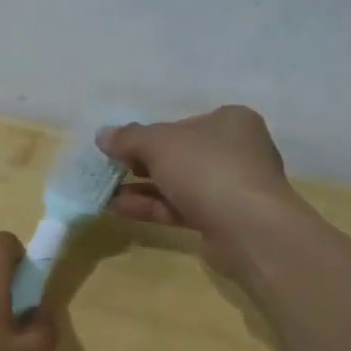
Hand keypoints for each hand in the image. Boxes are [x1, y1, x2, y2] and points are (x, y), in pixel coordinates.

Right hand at [97, 106, 298, 247]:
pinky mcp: (223, 220)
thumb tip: (102, 135)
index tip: (120, 146)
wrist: (248, 229)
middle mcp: (236, 151)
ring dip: (141, 188)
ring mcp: (231, 188)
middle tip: (110, 170)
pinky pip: (181, 208)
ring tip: (105, 193)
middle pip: (179, 154)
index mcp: (230, 122)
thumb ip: (128, 137)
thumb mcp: (159, 144)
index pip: (181, 124)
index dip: (149, 134)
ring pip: (178, 184)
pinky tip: (119, 209)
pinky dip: (152, 207)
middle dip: (141, 163)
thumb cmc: (206, 169)